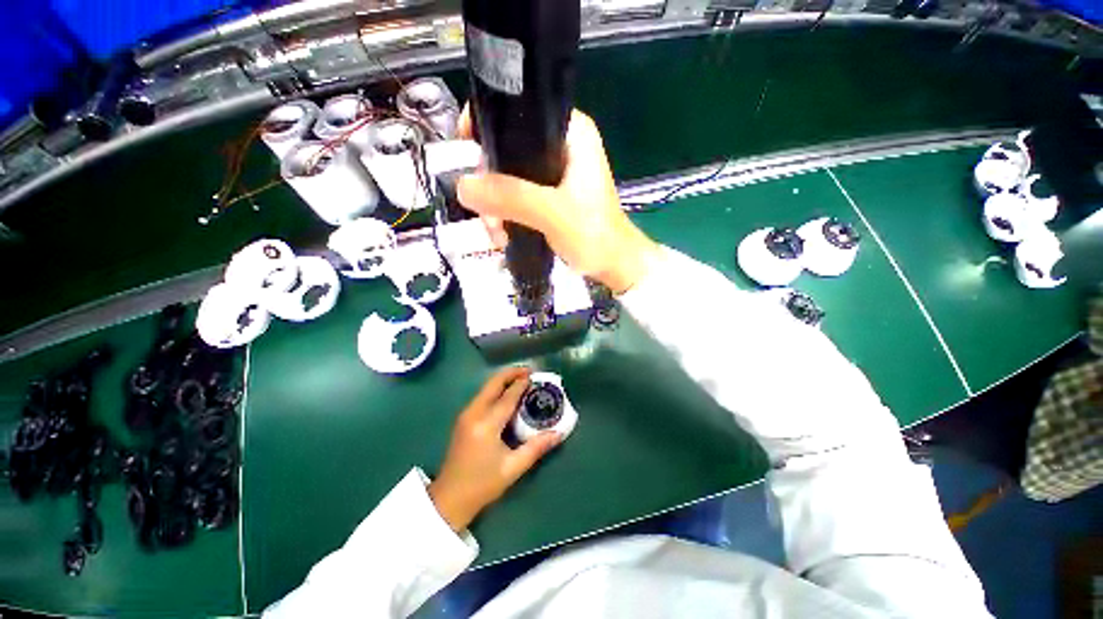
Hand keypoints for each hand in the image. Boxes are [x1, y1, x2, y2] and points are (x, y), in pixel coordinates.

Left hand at [428, 367, 561, 531]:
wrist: (449, 499)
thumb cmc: (482, 484)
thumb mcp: (513, 467)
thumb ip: (537, 447)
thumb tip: (559, 433)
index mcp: (487, 424)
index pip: (507, 396)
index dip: (521, 384)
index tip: (535, 375)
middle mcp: (474, 413)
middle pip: (493, 384)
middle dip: (511, 373)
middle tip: (528, 371)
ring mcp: (465, 414)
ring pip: (486, 388)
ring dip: (503, 380)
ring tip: (521, 380)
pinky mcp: (463, 419)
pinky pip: (482, 396)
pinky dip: (496, 389)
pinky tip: (506, 395)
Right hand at [456, 108, 660, 293]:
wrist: (613, 265)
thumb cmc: (594, 235)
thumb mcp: (552, 213)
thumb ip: (511, 196)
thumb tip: (463, 185)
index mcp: (570, 133)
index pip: (518, 111)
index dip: (486, 126)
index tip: (466, 154)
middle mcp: (561, 146)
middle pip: (508, 150)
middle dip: (491, 184)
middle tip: (488, 217)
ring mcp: (555, 173)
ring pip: (509, 177)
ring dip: (496, 206)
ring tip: (498, 235)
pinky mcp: (551, 197)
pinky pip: (517, 196)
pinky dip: (507, 214)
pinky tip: (504, 235)